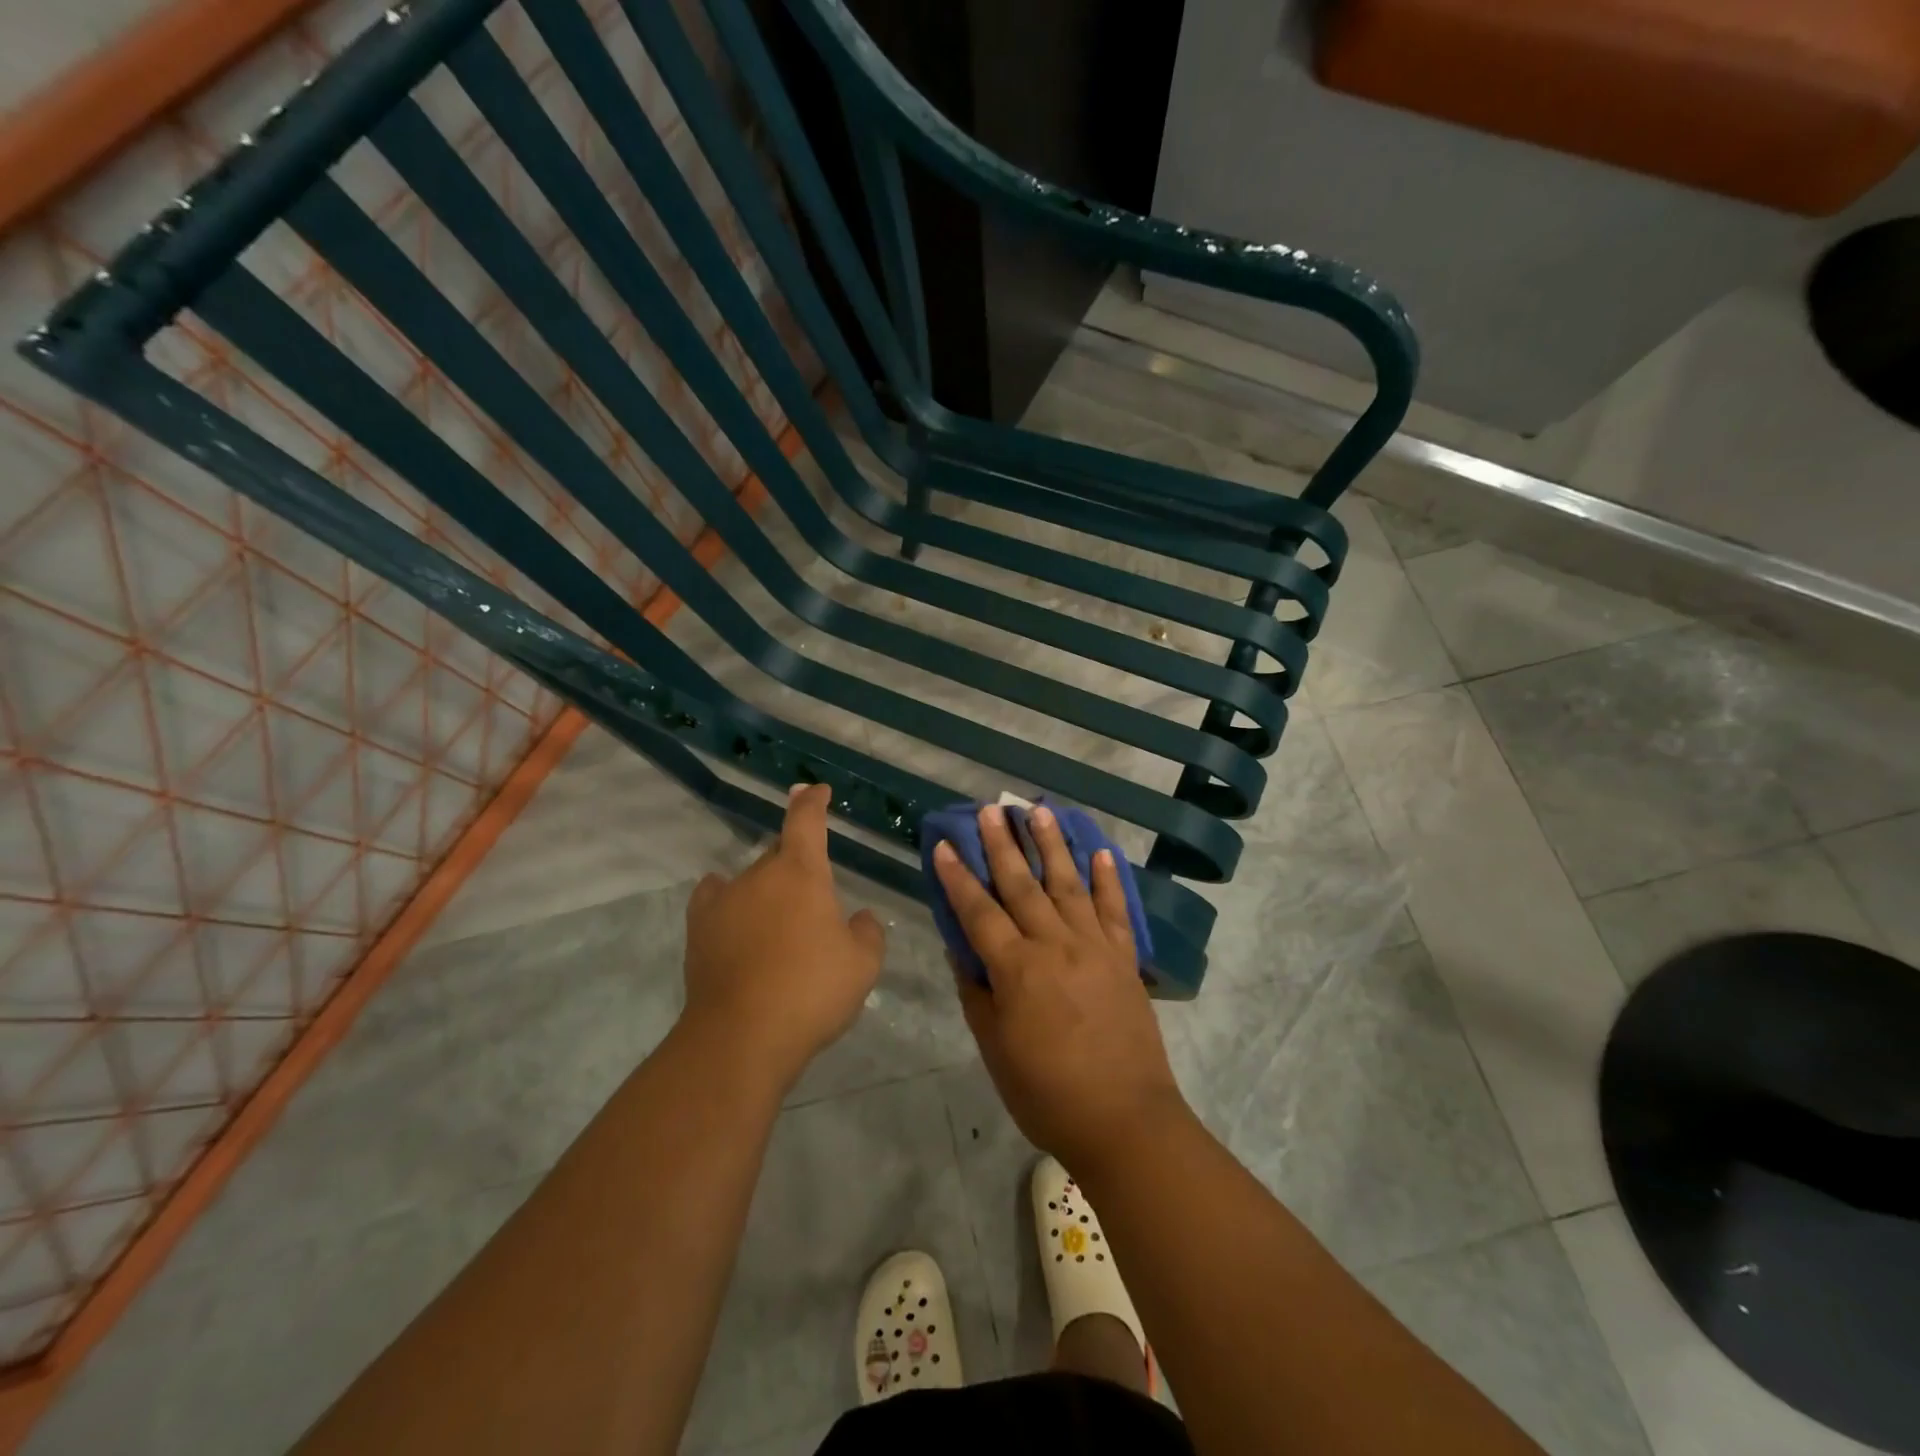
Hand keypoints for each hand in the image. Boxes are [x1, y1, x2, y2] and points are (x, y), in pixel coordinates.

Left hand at [682, 783, 885, 1091]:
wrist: (742, 1037)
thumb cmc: (812, 991)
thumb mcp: (863, 964)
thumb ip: (867, 932)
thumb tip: (858, 918)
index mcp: (802, 872)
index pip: (806, 819)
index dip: (812, 801)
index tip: (816, 791)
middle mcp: (760, 875)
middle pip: (779, 852)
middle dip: (797, 863)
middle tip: (813, 896)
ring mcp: (725, 900)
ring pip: (750, 879)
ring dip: (767, 890)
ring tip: (778, 921)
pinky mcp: (699, 929)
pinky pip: (714, 898)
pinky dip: (727, 900)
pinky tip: (734, 915)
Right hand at [933, 804, 1187, 1174]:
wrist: (1124, 1120)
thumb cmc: (1046, 1093)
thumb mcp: (995, 1049)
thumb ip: (977, 995)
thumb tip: (962, 953)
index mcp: (1016, 969)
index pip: (978, 911)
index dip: (957, 877)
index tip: (943, 844)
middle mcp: (1054, 945)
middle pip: (1022, 885)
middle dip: (1002, 845)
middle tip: (990, 809)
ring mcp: (1094, 947)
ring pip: (1068, 884)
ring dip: (1052, 845)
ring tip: (1039, 812)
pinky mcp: (1124, 958)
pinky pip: (1114, 910)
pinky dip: (1108, 879)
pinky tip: (1100, 852)